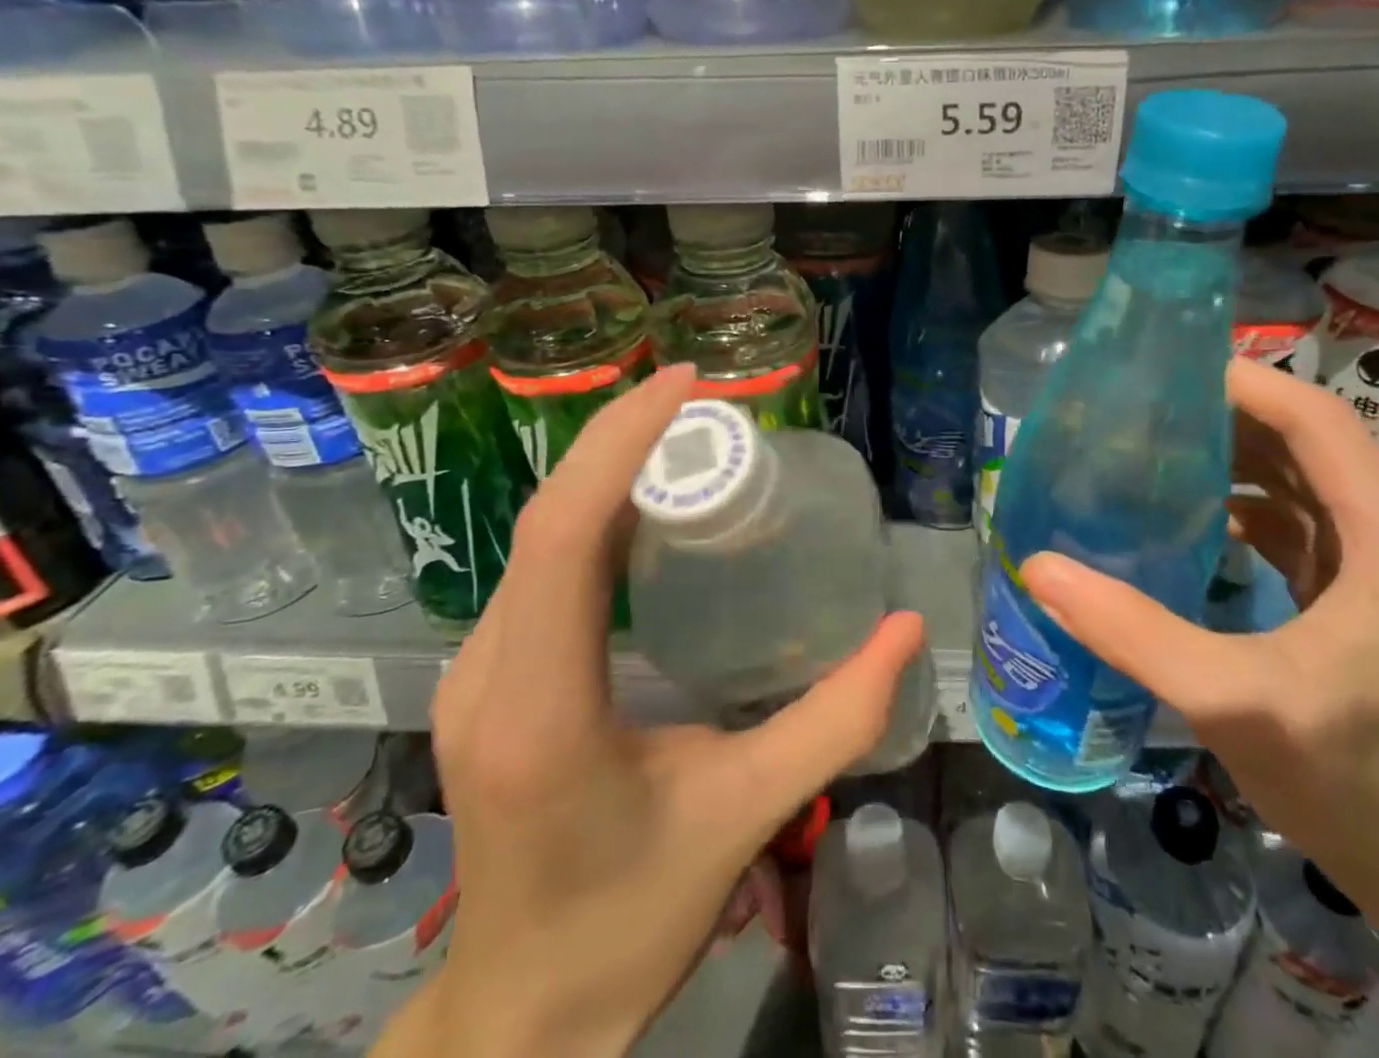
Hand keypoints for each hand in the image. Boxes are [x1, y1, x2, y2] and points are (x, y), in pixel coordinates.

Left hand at [414, 365, 925, 1057]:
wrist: (523, 1011)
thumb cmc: (632, 920)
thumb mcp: (746, 816)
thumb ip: (835, 721)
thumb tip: (906, 630)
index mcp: (541, 708)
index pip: (564, 536)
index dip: (618, 444)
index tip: (682, 384)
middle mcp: (487, 672)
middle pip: (547, 520)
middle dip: (619, 439)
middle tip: (700, 400)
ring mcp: (472, 671)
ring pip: (537, 538)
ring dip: (605, 472)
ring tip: (683, 437)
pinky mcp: (484, 675)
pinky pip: (538, 568)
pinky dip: (592, 515)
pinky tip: (645, 507)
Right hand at [1021, 358, 1378, 908]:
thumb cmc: (1351, 777)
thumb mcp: (1229, 697)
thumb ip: (1131, 629)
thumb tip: (1038, 566)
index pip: (1318, 421)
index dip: (1247, 385)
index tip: (1167, 372)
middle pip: (1309, 440)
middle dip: (1228, 416)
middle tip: (1144, 408)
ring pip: (1302, 479)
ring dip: (1235, 457)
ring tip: (1155, 449)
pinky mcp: (1360, 595)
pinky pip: (1298, 522)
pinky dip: (1245, 504)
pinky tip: (1189, 518)